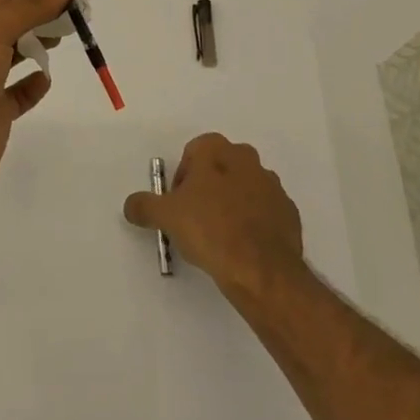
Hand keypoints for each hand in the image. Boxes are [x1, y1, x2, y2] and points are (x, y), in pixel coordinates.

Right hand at [124, 133, 304, 297]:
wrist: (261, 269)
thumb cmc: (210, 230)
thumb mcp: (166, 216)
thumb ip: (144, 205)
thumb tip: (131, 204)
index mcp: (217, 150)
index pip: (193, 152)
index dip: (182, 178)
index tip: (178, 204)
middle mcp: (247, 159)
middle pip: (220, 167)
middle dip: (208, 188)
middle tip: (196, 219)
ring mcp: (272, 185)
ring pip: (244, 188)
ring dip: (232, 204)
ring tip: (220, 237)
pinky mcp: (289, 212)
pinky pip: (264, 212)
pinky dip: (254, 223)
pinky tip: (242, 247)